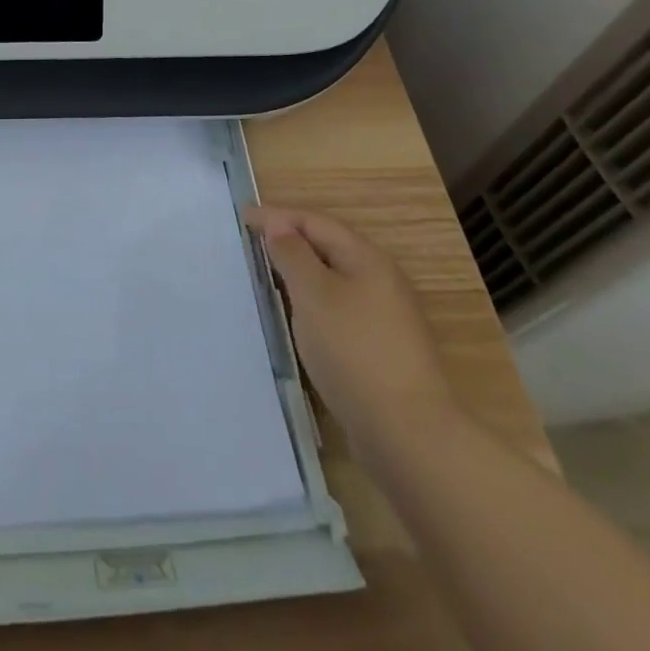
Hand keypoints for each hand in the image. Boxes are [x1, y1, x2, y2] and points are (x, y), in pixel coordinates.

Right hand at [243, 206, 458, 464]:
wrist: (408, 434)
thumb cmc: (353, 351)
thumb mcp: (313, 294)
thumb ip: (293, 255)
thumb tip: (279, 225)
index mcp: (367, 259)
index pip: (316, 222)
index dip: (278, 216)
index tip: (242, 218)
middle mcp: (382, 280)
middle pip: (329, 247)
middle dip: (291, 241)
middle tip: (253, 244)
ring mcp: (386, 317)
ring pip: (335, 280)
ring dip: (302, 273)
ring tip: (270, 277)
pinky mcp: (383, 349)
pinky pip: (340, 309)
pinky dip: (315, 303)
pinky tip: (300, 319)